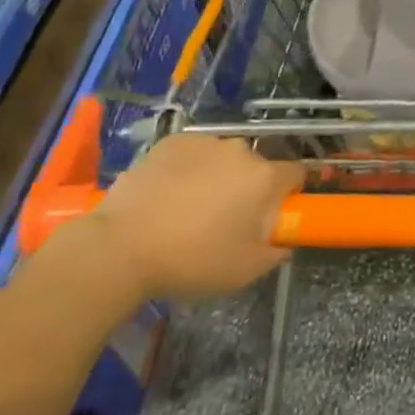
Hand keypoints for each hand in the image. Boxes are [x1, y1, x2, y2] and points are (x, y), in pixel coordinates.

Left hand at [85, 135, 304, 299]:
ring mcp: (204, 142)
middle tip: (224, 222)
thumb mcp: (243, 271)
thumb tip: (282, 242)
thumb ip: (274, 253)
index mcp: (264, 178)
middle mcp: (241, 150)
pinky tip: (166, 196)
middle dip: (247, 189)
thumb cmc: (190, 261)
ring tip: (187, 210)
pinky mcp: (172, 142)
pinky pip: (192, 154)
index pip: (296, 174)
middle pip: (256, 167)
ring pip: (223, 159)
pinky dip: (187, 170)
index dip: (287, 195)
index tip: (270, 217)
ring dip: (217, 178)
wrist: (119, 248)